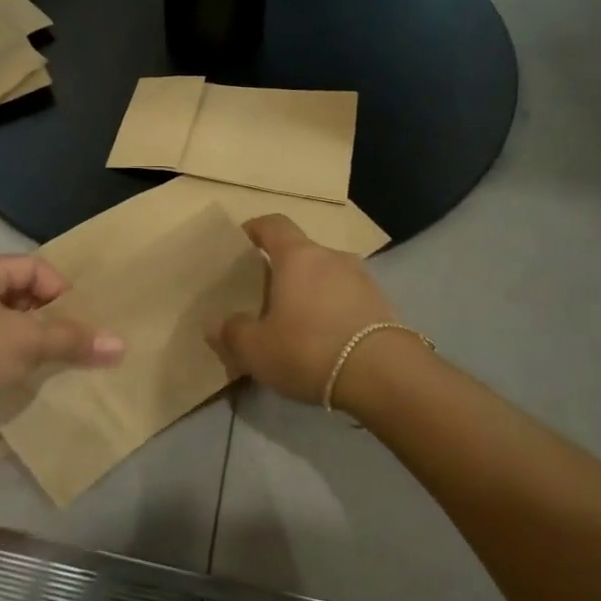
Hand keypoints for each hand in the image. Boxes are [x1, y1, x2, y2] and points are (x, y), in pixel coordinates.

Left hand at [0, 256, 123, 437]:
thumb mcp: (27, 343)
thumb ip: (72, 340)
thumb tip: (120, 344)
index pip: (30, 265)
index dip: (59, 287)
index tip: (74, 318)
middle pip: (11, 290)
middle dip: (40, 313)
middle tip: (60, 338)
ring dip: (18, 335)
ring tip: (37, 358)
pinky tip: (5, 374)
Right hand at [208, 215, 398, 406]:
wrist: (384, 376)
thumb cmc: (309, 349)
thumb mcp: (256, 349)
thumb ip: (232, 332)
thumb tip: (215, 323)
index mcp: (297, 256)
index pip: (273, 224)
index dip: (255, 229)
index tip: (241, 242)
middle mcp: (331, 257)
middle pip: (301, 253)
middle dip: (281, 271)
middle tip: (264, 298)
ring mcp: (362, 279)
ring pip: (326, 277)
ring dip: (310, 293)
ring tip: (296, 324)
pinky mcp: (382, 305)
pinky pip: (347, 300)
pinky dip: (333, 312)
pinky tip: (324, 342)